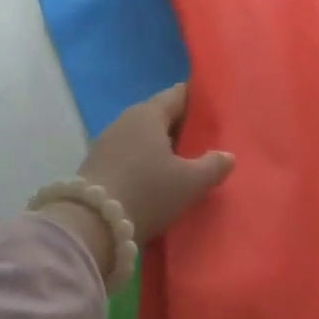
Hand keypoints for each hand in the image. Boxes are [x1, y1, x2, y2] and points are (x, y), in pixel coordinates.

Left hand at [79, 83, 234, 243]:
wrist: (91, 223)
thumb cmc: (147, 192)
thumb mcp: (189, 182)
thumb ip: (212, 166)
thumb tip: (227, 156)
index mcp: (149, 113)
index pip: (178, 94)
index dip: (199, 101)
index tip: (217, 111)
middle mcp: (126, 120)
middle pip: (160, 115)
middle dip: (182, 126)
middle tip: (207, 141)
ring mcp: (107, 142)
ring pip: (144, 136)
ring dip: (163, 147)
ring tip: (185, 163)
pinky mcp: (97, 164)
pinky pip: (130, 154)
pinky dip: (146, 161)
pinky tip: (157, 179)